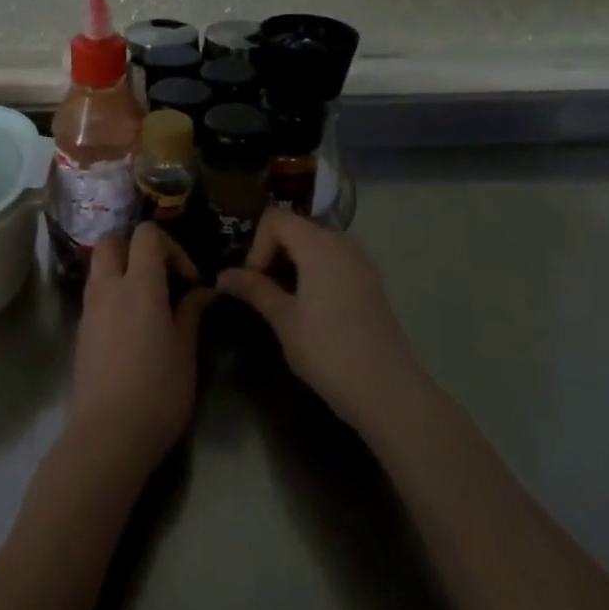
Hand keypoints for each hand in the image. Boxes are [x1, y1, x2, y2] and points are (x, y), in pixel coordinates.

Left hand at [68, 223, 208, 475]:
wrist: (107, 435)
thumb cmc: (157, 391)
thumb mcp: (185, 351)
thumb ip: (191, 312)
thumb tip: (201, 292)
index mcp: (139, 285)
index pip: (147, 235)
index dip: (172, 247)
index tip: (189, 279)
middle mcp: (108, 288)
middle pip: (112, 241)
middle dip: (137, 249)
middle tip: (161, 277)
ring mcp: (89, 309)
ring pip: (100, 267)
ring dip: (123, 271)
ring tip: (150, 303)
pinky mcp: (81, 331)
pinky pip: (96, 295)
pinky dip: (114, 295)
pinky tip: (134, 327)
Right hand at [218, 208, 418, 429]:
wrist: (386, 390)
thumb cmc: (327, 350)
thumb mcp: (283, 319)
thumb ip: (254, 289)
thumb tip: (223, 275)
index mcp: (319, 244)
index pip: (275, 219)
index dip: (256, 245)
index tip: (253, 281)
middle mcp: (342, 243)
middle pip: (296, 228)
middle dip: (272, 253)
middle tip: (260, 290)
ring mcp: (361, 262)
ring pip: (316, 245)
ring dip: (292, 263)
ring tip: (282, 299)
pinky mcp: (370, 282)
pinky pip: (334, 261)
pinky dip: (314, 272)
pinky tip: (309, 307)